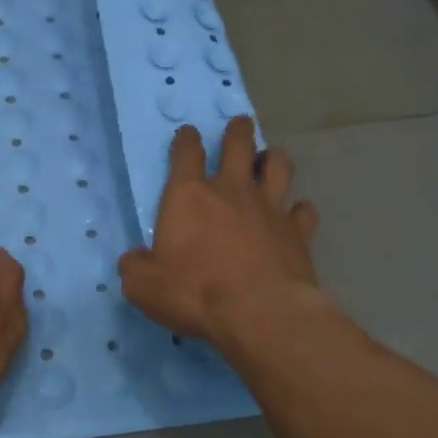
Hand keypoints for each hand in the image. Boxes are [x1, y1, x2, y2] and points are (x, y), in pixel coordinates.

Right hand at [119, 117, 319, 346]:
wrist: (259, 313)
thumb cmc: (195, 293)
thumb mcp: (144, 286)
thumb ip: (135, 267)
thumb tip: (134, 259)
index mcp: (189, 196)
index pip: (186, 153)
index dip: (186, 139)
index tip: (188, 134)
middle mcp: (232, 191)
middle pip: (239, 144)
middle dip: (238, 131)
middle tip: (240, 124)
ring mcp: (270, 208)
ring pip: (279, 166)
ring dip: (273, 158)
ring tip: (270, 160)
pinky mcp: (298, 232)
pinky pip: (304, 210)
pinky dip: (299, 210)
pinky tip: (296, 214)